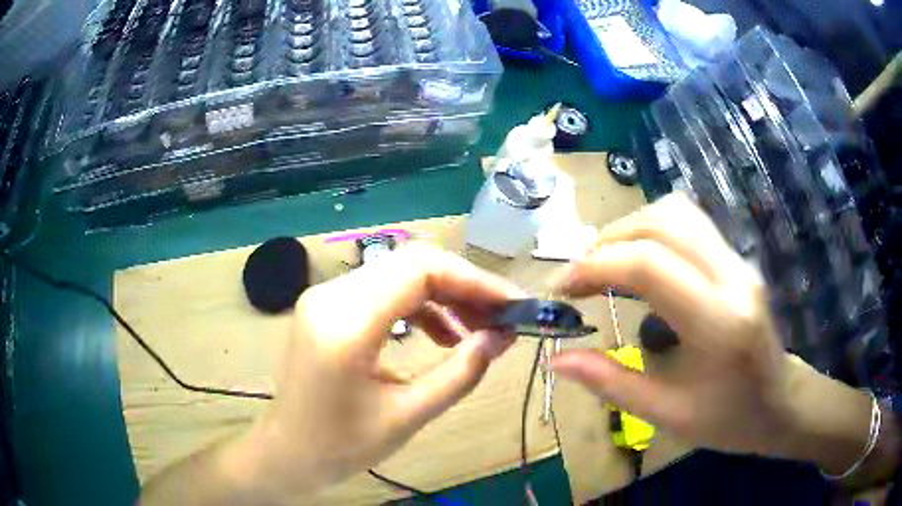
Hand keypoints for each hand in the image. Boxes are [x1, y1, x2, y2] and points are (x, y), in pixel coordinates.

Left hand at [230, 243, 521, 498]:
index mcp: (345, 325)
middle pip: (412, 263)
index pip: (420, 270)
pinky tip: (443, 335)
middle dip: (464, 286)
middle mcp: (330, 296)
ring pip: (400, 273)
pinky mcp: (328, 306)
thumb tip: (503, 337)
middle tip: (501, 318)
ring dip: (445, 294)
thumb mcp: (408, 416)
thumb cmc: (342, 446)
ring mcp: (325, 296)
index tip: (513, 304)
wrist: (288, 451)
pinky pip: (384, 290)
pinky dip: (420, 305)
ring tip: (478, 330)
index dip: (474, 280)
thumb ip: (461, 373)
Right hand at [551, 193, 795, 456]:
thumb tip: (557, 359)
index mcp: (719, 323)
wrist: (782, 403)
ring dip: (630, 228)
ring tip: (605, 263)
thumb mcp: (667, 414)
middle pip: (662, 222)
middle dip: (608, 241)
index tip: (561, 289)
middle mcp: (733, 277)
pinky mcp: (738, 259)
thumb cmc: (729, 419)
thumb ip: (611, 383)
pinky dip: (653, 230)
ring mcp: (739, 261)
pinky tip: (640, 260)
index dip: (594, 267)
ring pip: (676, 212)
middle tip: (580, 276)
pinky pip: (690, 223)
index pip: (649, 265)